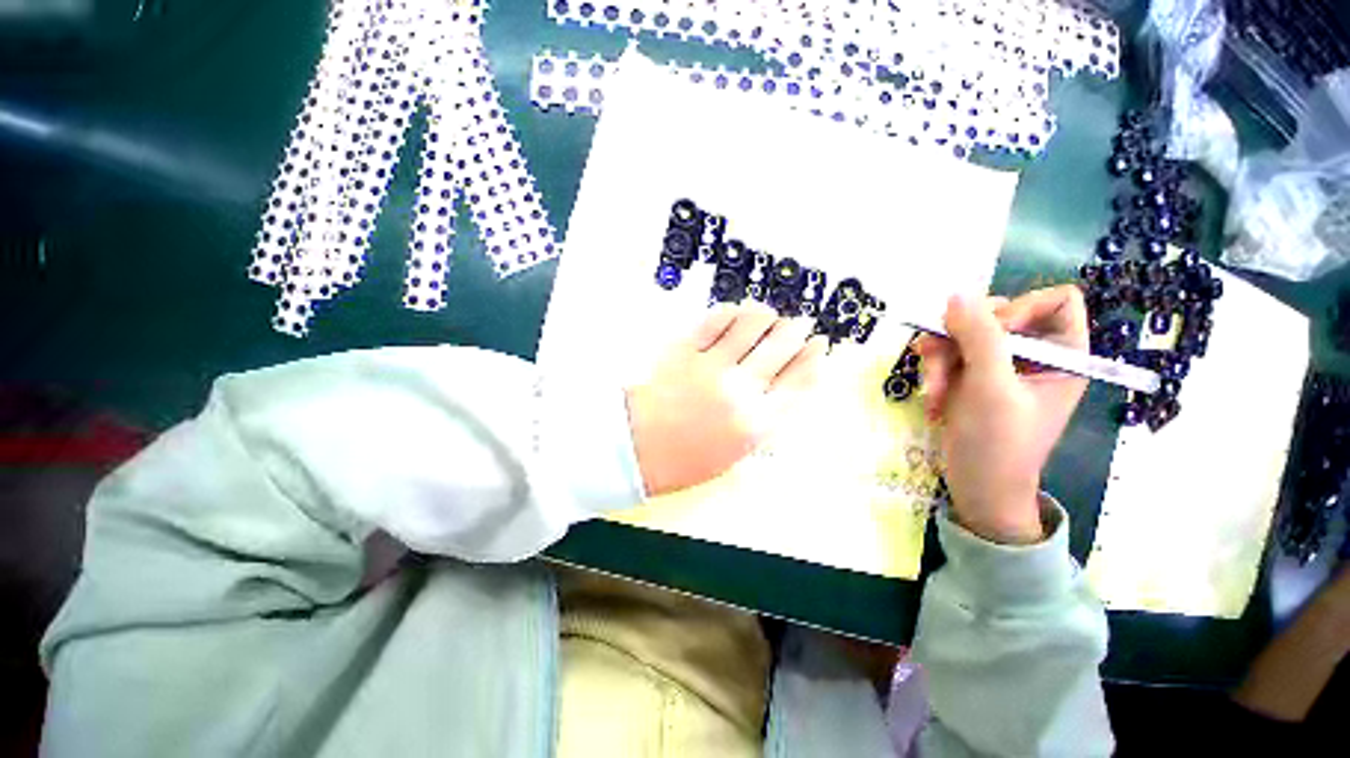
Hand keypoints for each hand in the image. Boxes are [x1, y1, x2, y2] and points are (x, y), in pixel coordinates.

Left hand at [627, 304, 826, 495]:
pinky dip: (730, 313)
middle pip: (781, 348)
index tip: (820, 343)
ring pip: (751, 326)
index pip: (800, 381)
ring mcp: (712, 367)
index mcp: (759, 423)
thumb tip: (783, 387)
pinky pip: (713, 322)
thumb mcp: (738, 454)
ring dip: (765, 315)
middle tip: (799, 323)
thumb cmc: (688, 460)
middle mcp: (742, 391)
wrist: (639, 450)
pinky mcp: (685, 351)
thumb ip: (764, 421)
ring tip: (767, 315)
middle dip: (796, 330)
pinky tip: (735, 313)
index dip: (815, 357)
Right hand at [915, 286, 1089, 543]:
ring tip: (933, 392)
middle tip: (940, 360)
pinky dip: (933, 373)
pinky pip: (947, 354)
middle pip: (996, 315)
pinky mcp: (969, 377)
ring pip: (962, 334)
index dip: (1021, 307)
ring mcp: (998, 366)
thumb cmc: (999, 444)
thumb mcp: (992, 389)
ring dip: (939, 360)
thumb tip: (957, 294)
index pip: (1054, 302)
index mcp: (1063, 355)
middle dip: (962, 338)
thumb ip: (979, 338)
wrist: (977, 488)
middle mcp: (1032, 354)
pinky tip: (932, 400)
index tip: (991, 331)